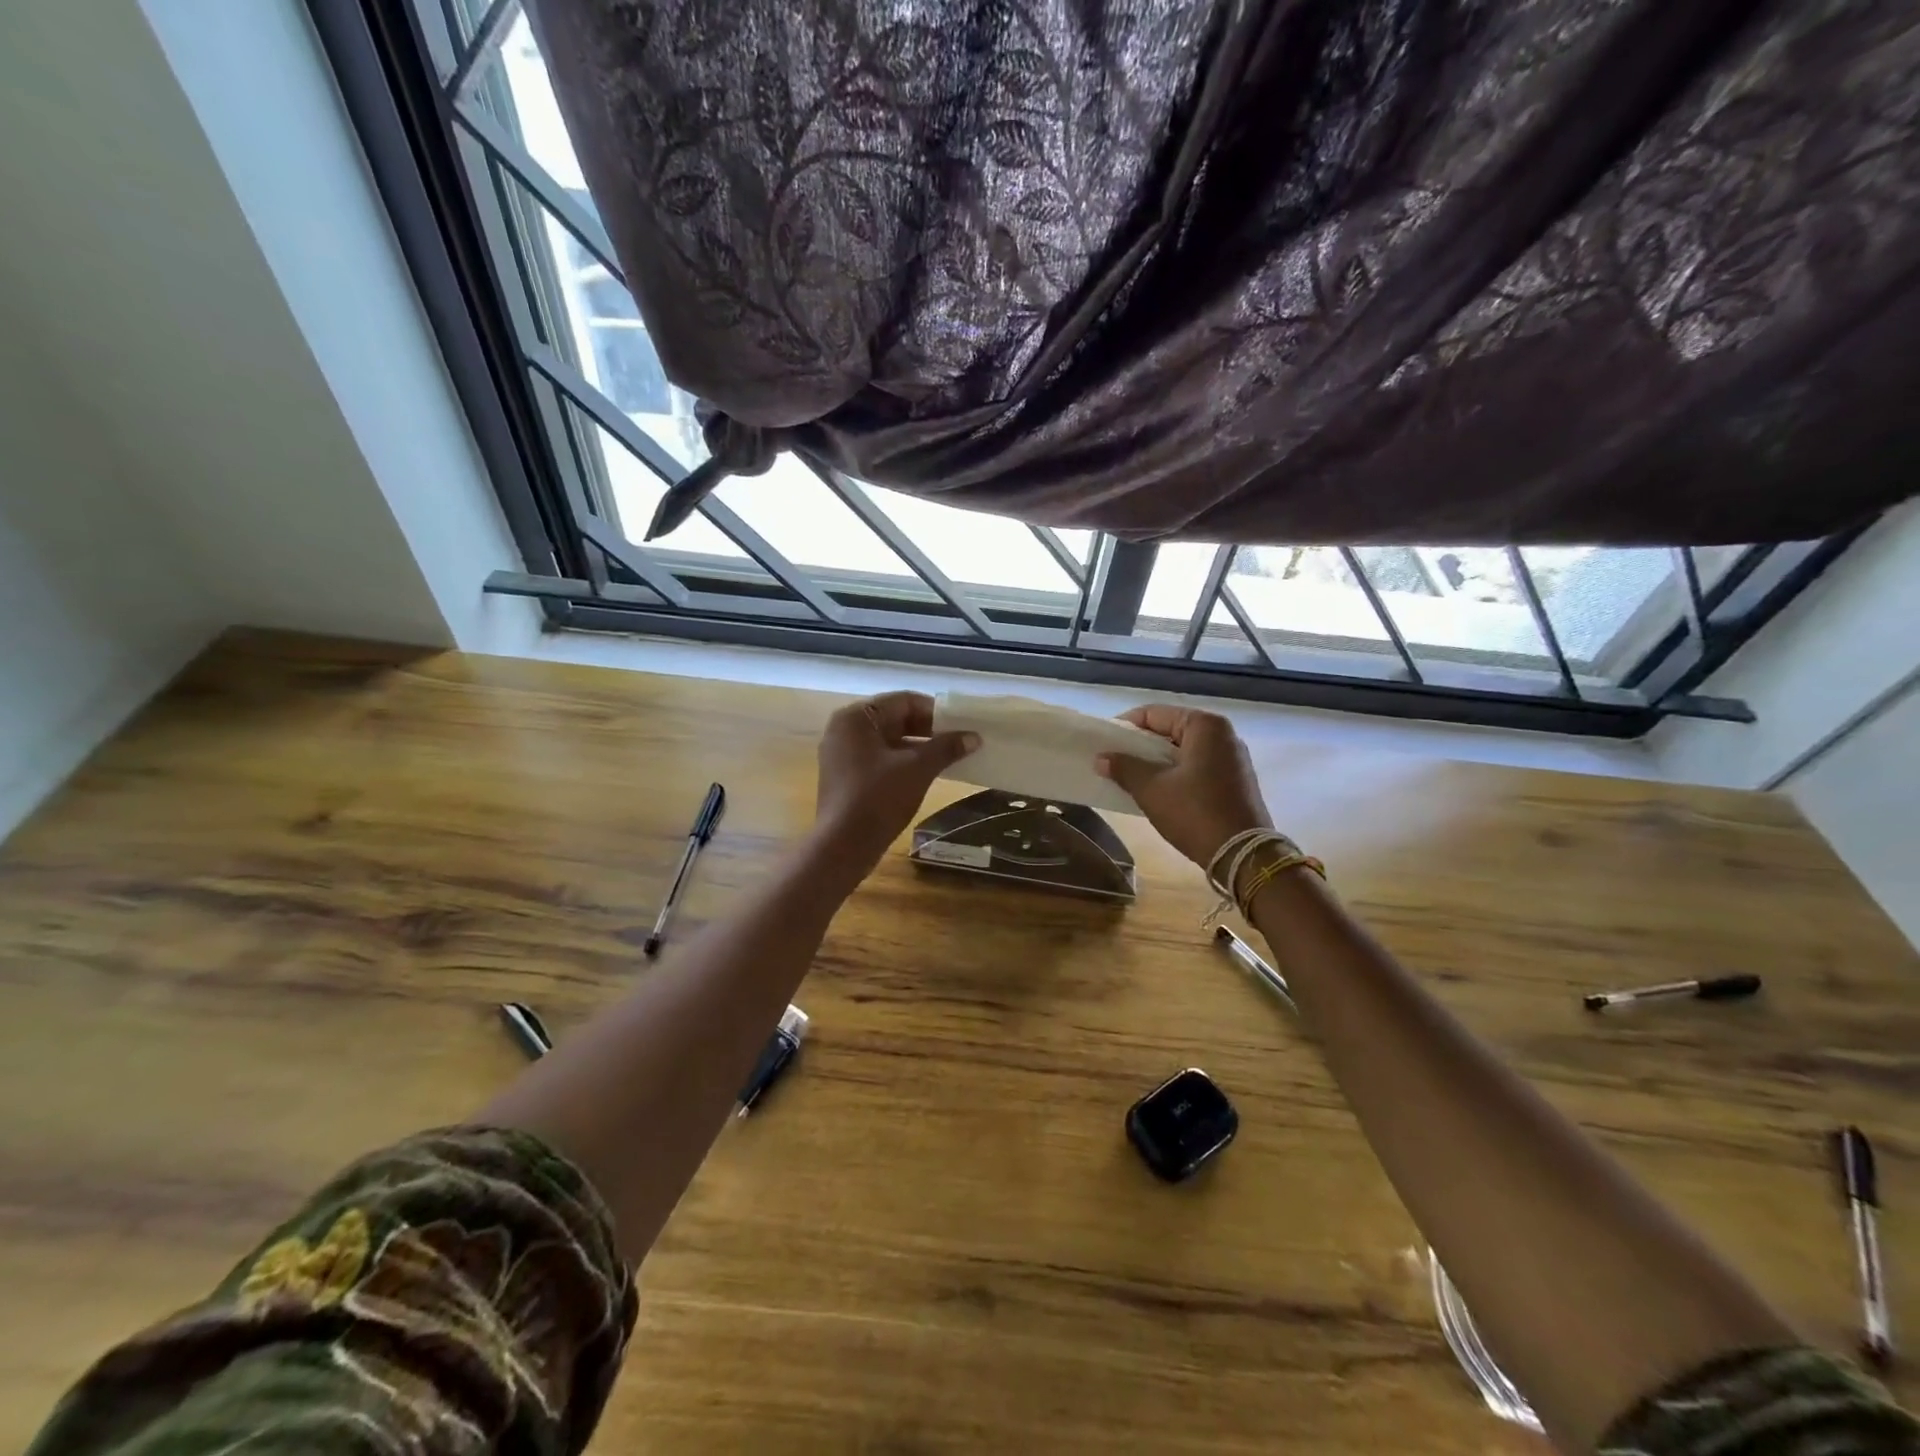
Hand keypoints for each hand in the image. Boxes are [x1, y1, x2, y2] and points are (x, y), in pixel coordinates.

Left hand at [812, 692, 979, 880]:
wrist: (843, 846)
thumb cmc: (878, 799)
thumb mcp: (918, 769)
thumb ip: (946, 748)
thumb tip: (974, 737)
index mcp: (856, 717)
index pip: (903, 701)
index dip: (936, 711)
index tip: (961, 725)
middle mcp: (844, 729)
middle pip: (894, 719)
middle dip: (928, 730)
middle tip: (958, 741)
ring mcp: (841, 754)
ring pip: (887, 741)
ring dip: (917, 747)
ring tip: (948, 758)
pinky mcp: (844, 776)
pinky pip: (878, 759)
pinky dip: (901, 762)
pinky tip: (925, 774)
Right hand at [1094, 705, 1271, 868]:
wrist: (1242, 855)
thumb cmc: (1194, 813)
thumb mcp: (1151, 789)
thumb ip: (1124, 768)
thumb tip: (1101, 758)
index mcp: (1204, 725)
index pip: (1153, 714)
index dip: (1124, 728)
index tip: (1103, 745)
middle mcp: (1223, 734)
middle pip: (1169, 730)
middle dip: (1140, 746)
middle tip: (1114, 762)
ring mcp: (1233, 757)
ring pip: (1183, 750)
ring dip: (1156, 761)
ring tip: (1130, 778)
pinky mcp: (1236, 779)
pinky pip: (1197, 766)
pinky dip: (1175, 773)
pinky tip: (1157, 791)